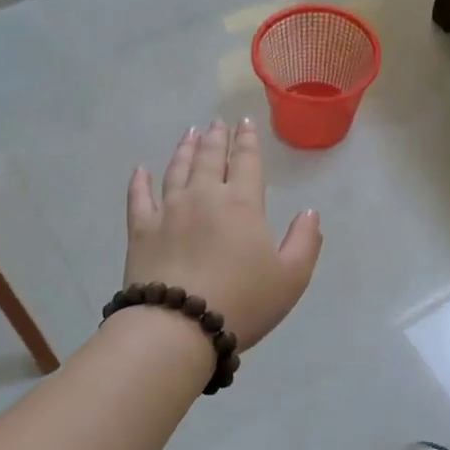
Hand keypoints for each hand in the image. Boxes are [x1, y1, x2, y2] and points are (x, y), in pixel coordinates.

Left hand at [124, 120, 321, 348]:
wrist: (178, 326)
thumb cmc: (242, 302)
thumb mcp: (291, 277)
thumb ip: (305, 241)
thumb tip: (310, 212)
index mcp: (242, 203)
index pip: (246, 162)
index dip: (248, 141)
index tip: (246, 122)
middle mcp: (203, 197)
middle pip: (209, 158)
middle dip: (216, 138)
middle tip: (216, 123)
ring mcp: (168, 211)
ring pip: (176, 170)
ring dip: (184, 149)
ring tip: (189, 134)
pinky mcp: (140, 230)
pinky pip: (139, 198)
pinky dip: (140, 181)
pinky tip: (141, 170)